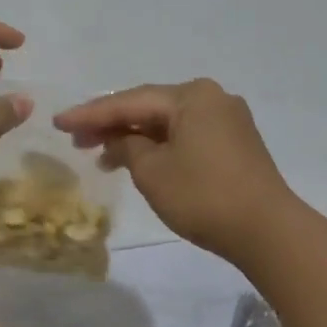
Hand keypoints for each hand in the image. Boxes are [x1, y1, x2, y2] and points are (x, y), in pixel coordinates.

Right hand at [54, 79, 294, 261]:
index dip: (90, 114)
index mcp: (191, 96)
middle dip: (111, 124)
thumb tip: (119, 142)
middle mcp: (211, 98)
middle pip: (149, 108)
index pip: (129, 102)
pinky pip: (184, 135)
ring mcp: (226, 120)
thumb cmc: (203, 196)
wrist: (267, 231)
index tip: (59, 122)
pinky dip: (158, 146)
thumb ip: (126, 148)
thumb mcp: (152, 171)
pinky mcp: (234, 143)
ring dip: (133, 138)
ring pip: (167, 123)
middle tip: (76, 140)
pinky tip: (137, 161)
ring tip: (100, 156)